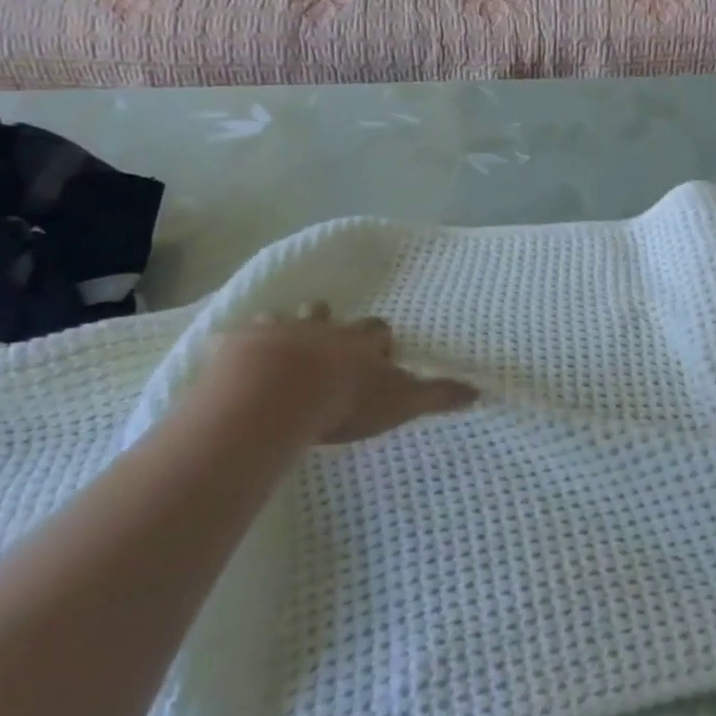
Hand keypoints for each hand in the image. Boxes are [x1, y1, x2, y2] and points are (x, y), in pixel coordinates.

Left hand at [201, 307, 476, 445]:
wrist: (278, 392)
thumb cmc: (343, 398)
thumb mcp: (399, 400)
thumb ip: (436, 395)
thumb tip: (480, 391)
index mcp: (358, 341)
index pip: (377, 330)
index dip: (378, 341)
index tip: (379, 356)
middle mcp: (321, 327)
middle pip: (328, 314)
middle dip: (329, 324)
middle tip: (326, 345)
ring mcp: (279, 331)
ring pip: (283, 319)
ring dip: (285, 329)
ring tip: (281, 349)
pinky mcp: (240, 343)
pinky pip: (238, 337)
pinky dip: (239, 345)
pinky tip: (235, 358)